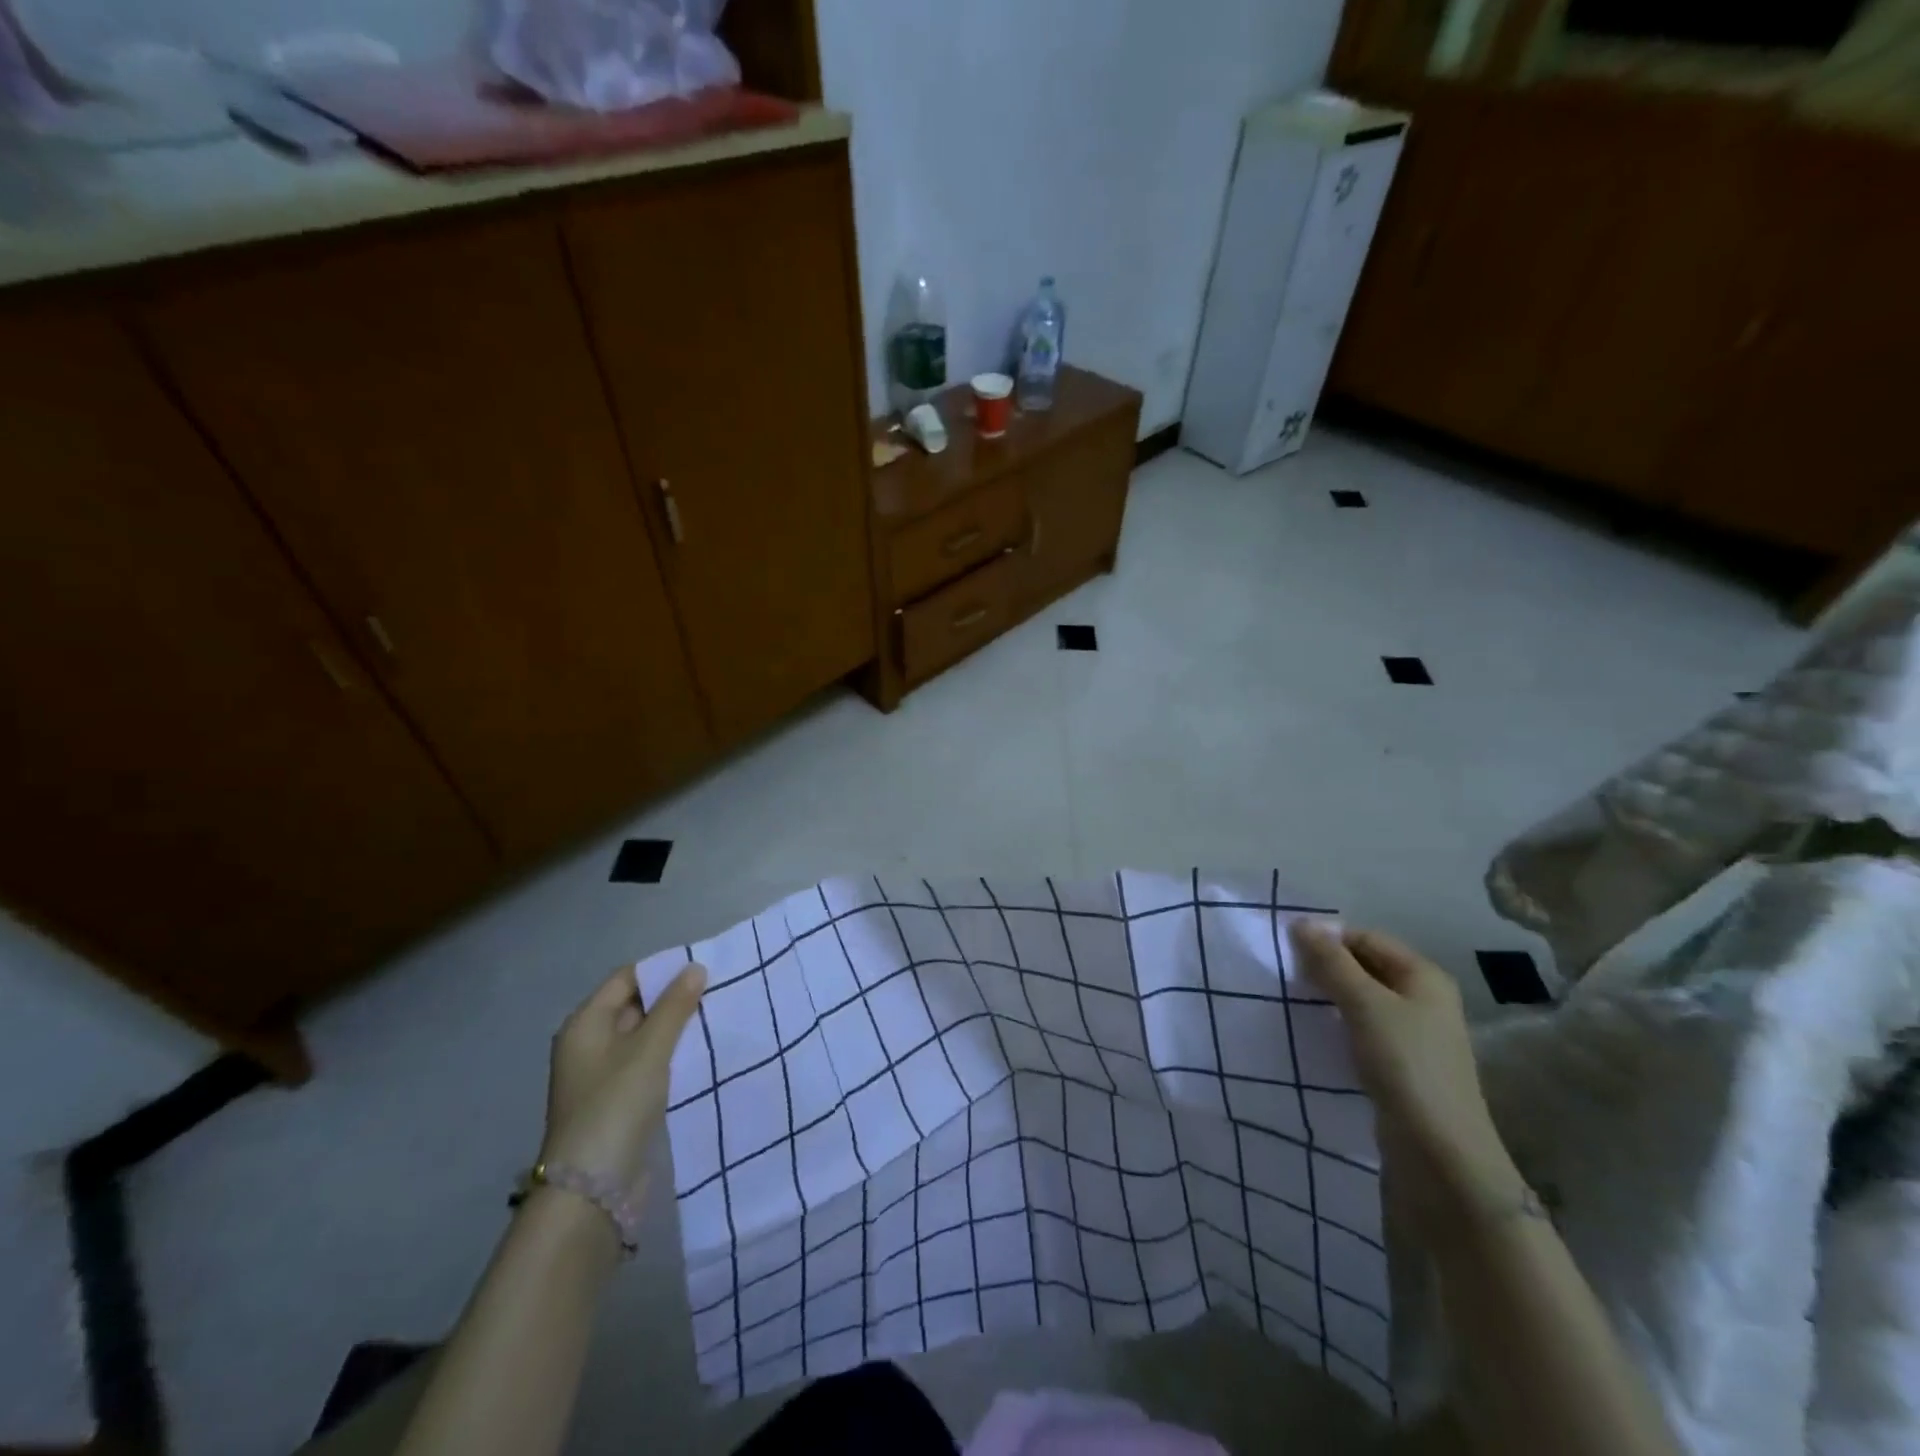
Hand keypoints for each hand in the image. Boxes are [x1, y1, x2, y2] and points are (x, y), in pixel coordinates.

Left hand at [538, 963, 706, 1204]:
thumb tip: (695, 967)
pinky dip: (673, 1054)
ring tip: (717, 1016)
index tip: (703, 966)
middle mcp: (590, 1044)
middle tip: (717, 989)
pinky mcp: (620, 1101)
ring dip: (676, 1027)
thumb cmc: (616, 1105)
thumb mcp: (649, 1049)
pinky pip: (650, 1064)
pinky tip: (703, 1052)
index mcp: (585, 1024)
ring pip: (646, 1037)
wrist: (592, 1190)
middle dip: (673, 998)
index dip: (662, 969)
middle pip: (635, 1006)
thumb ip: (674, 1006)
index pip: (626, 978)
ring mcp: (604, 1075)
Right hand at [1290, 924, 1524, 1236]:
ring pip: (1360, 999)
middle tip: (1283, 974)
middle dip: (1325, 967)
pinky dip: (1336, 1024)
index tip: (1285, 950)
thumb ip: (1331, 962)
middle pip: (1364, 967)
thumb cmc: (1406, 1065)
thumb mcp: (1364, 1005)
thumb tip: (1300, 922)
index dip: (1327, 939)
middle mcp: (1423, 998)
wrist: (1440, 1154)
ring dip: (1328, 996)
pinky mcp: (1400, 1065)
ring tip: (1291, 1000)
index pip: (1365, 938)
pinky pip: (1361, 1029)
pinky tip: (1313, 1032)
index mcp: (1423, 976)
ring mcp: (1414, 1034)